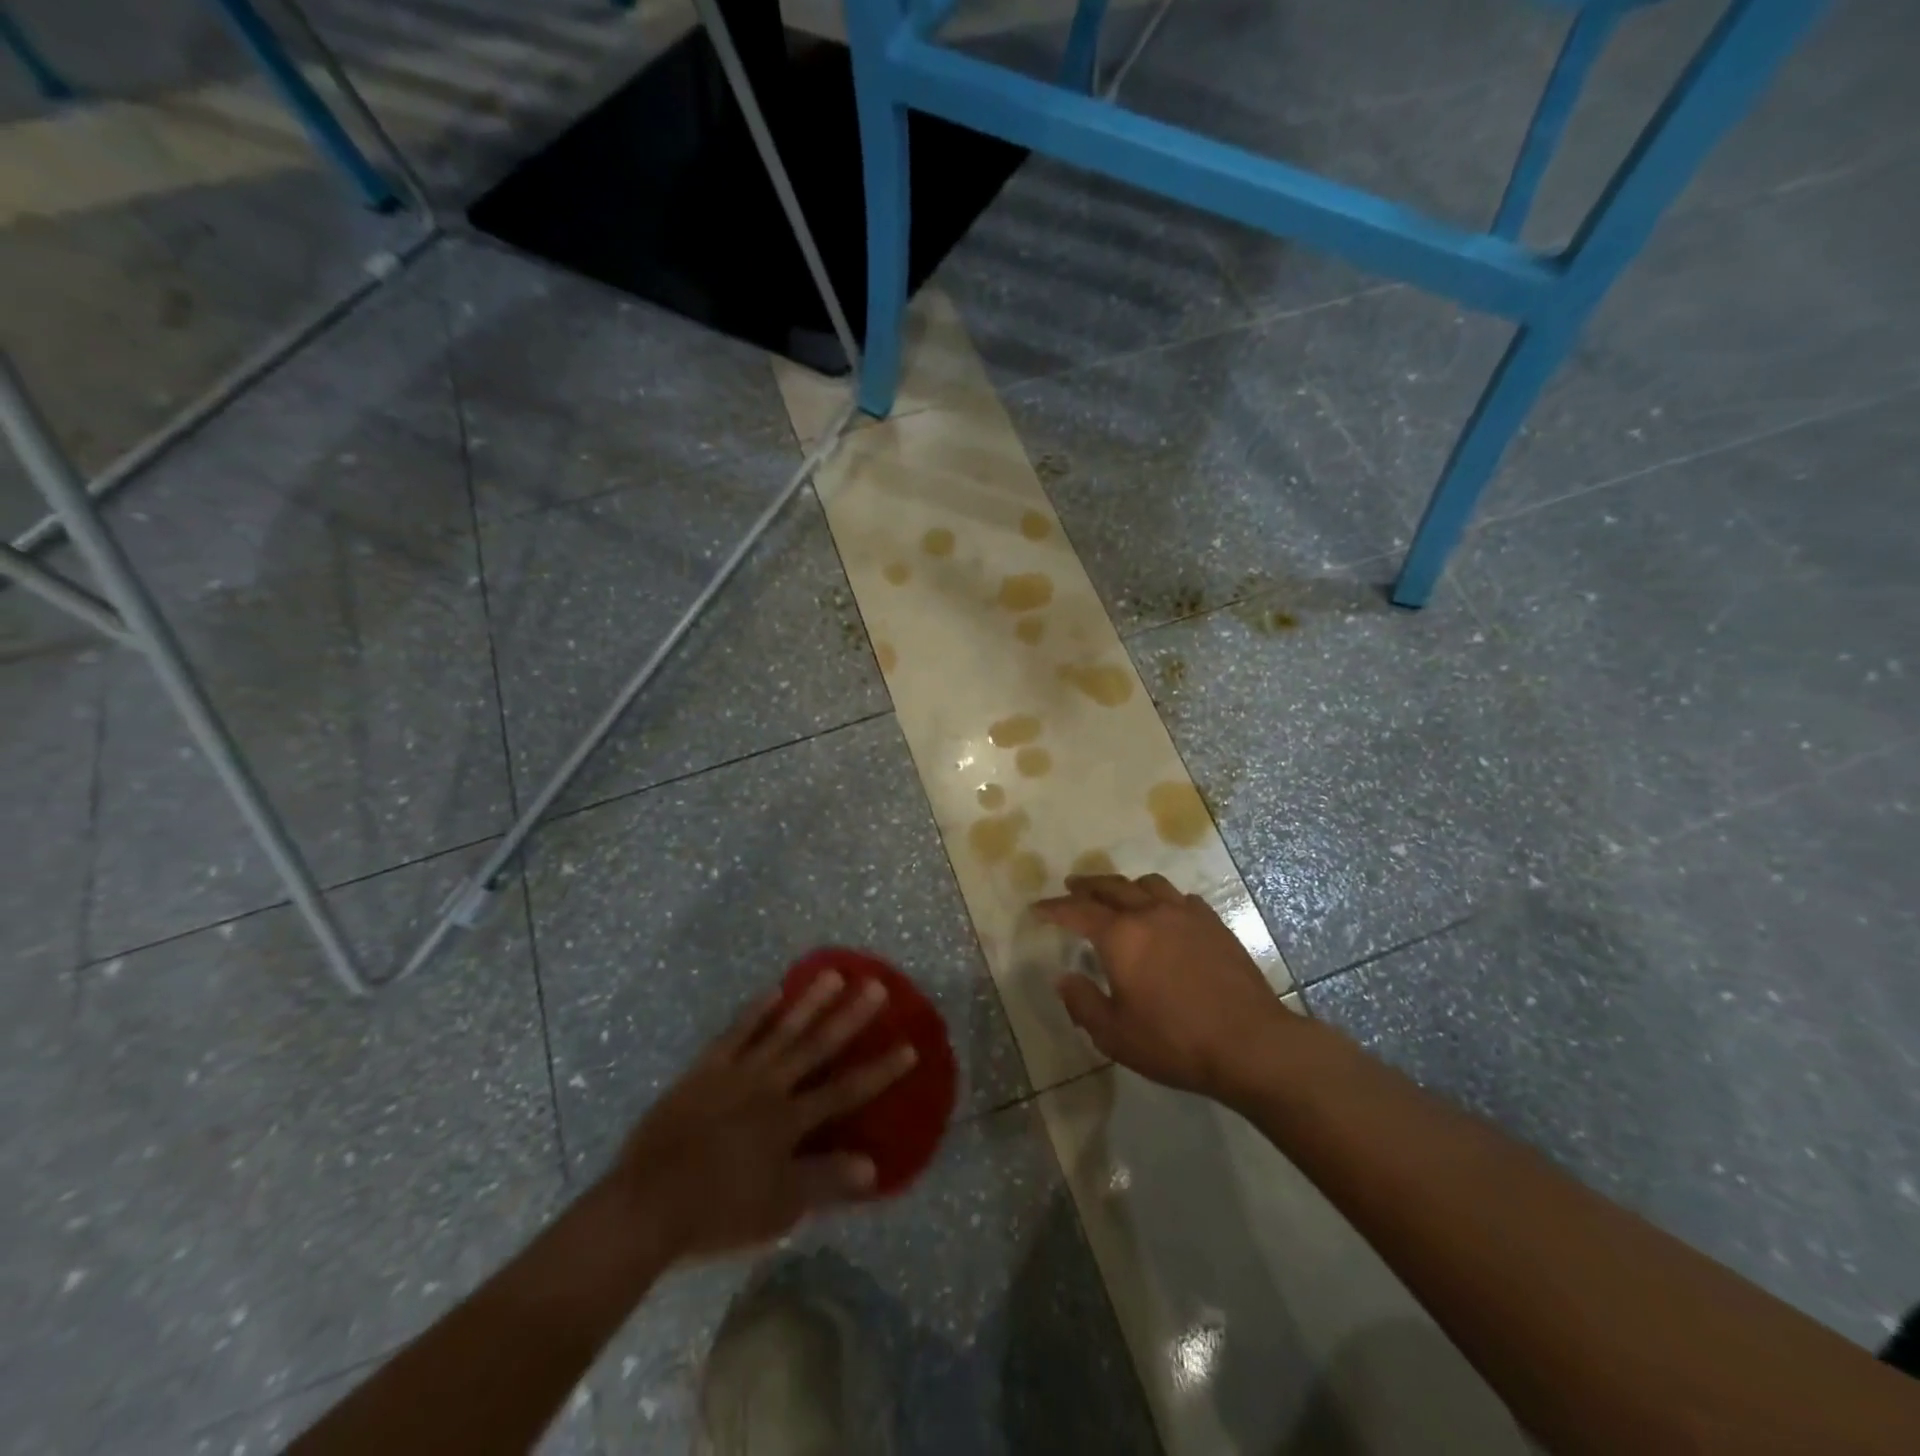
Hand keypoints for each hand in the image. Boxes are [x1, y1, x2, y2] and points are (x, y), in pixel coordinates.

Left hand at [611, 973, 916, 1260]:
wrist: (646, 1205)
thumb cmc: (717, 1211)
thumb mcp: (778, 1208)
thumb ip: (826, 1182)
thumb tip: (874, 1165)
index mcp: (789, 1122)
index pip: (846, 1091)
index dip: (880, 1070)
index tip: (909, 1046)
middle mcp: (770, 1087)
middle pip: (817, 1047)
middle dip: (850, 1017)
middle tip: (876, 986)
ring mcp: (736, 1073)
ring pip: (781, 1030)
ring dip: (810, 1002)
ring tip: (833, 974)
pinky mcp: (705, 1070)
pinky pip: (736, 1033)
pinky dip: (756, 1012)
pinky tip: (773, 991)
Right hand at [1037, 874, 1291, 1101]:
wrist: (1250, 1043)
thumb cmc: (1175, 1041)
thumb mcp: (1115, 1035)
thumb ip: (1083, 1003)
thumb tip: (1064, 978)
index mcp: (1121, 936)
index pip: (1077, 911)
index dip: (1054, 909)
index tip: (1037, 909)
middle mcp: (1150, 913)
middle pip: (1112, 887)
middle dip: (1087, 886)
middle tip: (1072, 887)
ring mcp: (1186, 915)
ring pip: (1148, 884)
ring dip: (1126, 886)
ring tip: (1118, 895)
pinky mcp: (1214, 924)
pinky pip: (1180, 898)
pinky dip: (1162, 899)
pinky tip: (1165, 913)